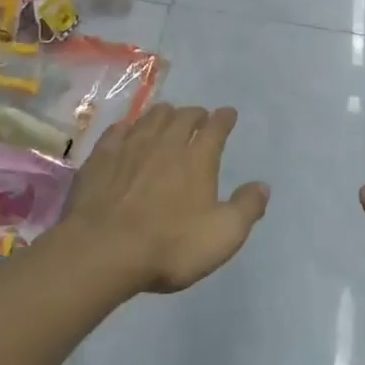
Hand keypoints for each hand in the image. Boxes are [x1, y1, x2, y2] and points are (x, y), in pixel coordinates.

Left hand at [64, 103, 268, 293]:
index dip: (224, 118)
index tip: (228, 113)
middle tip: (199, 117)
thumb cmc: (170, 246)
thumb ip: (246, 208)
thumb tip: (263, 186)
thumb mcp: (222, 236)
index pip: (215, 127)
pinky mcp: (101, 157)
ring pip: (151, 117)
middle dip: (195, 114)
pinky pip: (118, 130)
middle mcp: (166, 142)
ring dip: (164, 114)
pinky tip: (127, 131)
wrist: (104, 250)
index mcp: (197, 158)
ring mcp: (130, 146)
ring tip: (167, 117)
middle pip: (183, 116)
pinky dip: (129, 127)